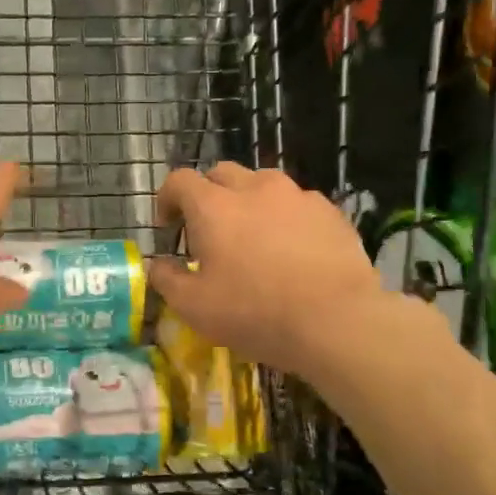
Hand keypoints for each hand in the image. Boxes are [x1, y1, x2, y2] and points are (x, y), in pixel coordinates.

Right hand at [150, 163, 403, 376]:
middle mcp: (253, 188)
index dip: (167, 199)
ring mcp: (296, 196)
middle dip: (207, 195)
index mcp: (214, 206)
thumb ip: (167, 280)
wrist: (337, 321)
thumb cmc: (255, 312)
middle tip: (208, 231)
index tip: (168, 226)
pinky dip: (284, 217)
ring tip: (253, 237)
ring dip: (248, 201)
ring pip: (262, 184)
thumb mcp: (194, 307)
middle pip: (221, 173)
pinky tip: (292, 250)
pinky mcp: (329, 211)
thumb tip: (158, 265)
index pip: (179, 180)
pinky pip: (296, 204)